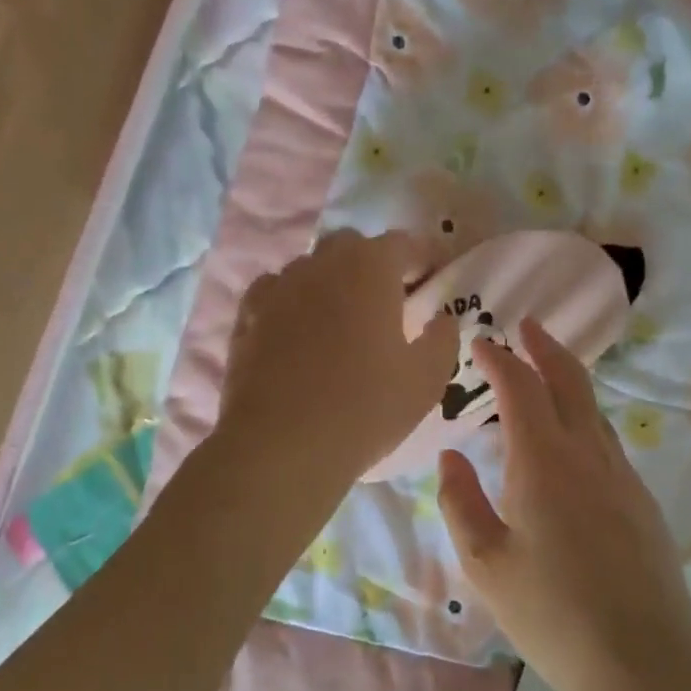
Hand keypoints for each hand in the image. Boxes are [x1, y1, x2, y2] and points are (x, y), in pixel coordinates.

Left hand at [219, 229, 456, 488]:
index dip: (424, 258)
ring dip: (332, 282)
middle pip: (353, 247)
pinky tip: (298, 332)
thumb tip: (441, 318)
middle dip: (375, 264)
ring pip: (312, 267)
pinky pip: (276, 292)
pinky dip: (293, 301)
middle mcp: (322, 264)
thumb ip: (443, 339)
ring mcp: (279, 286)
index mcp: (370, 268)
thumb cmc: (364, 409)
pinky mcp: (247, 315)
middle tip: (390, 301)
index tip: (435, 279)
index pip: (405, 243)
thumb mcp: (426, 380)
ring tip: (342, 321)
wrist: (279, 447)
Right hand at [436, 319, 690, 690]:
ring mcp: (621, 475)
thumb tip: (451, 456)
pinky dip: (582, 415)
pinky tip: (571, 438)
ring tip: (545, 371)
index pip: (520, 388)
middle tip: (526, 325)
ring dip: (567, 378)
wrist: (645, 661)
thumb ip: (461, 502)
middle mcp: (587, 453)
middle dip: (546, 347)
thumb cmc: (553, 613)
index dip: (499, 359)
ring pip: (592, 408)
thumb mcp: (486, 563)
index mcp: (543, 461)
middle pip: (569, 380)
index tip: (481, 342)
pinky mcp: (640, 500)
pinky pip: (606, 438)